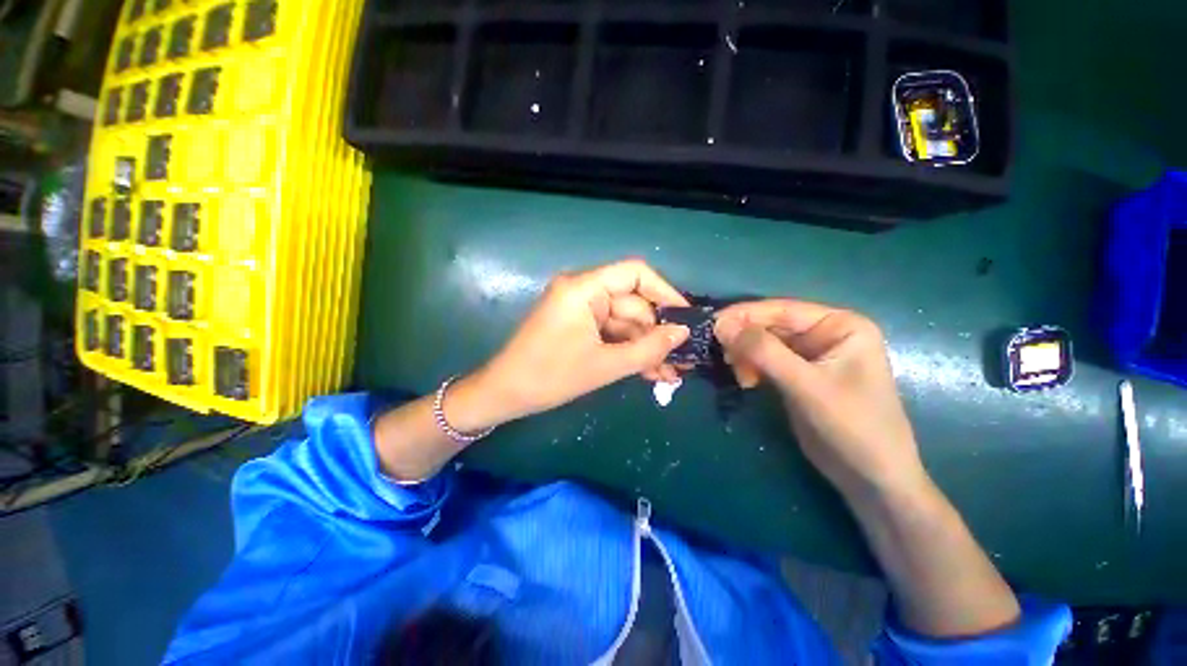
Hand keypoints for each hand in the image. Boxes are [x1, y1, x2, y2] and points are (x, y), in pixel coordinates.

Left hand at [468, 259, 689, 425]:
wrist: (505, 394)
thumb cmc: (549, 377)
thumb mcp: (605, 365)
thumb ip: (648, 349)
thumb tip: (683, 333)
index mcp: (584, 288)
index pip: (635, 273)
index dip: (664, 292)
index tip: (685, 318)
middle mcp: (583, 291)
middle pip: (632, 303)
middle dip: (656, 334)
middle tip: (678, 362)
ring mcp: (580, 309)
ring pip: (624, 322)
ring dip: (644, 347)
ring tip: (667, 375)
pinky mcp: (578, 325)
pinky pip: (611, 332)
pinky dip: (627, 349)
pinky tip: (647, 371)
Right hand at [713, 299, 926, 498]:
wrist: (871, 477)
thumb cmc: (852, 426)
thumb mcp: (807, 386)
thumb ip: (764, 352)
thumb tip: (721, 325)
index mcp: (840, 325)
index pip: (783, 310)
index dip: (745, 315)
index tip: (712, 324)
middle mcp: (824, 334)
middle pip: (771, 325)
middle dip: (744, 339)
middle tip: (720, 353)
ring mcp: (810, 355)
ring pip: (764, 343)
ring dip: (745, 355)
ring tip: (738, 374)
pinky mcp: (797, 374)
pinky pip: (765, 361)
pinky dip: (750, 367)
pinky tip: (746, 381)